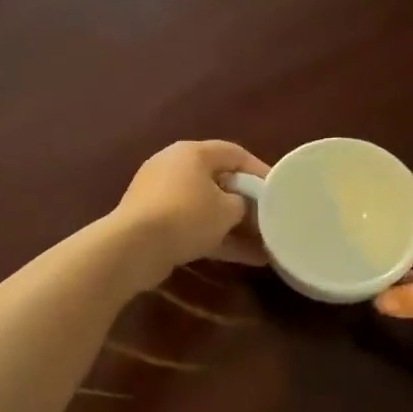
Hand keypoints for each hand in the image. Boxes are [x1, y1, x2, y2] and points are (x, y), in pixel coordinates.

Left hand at [111, 140, 270, 284]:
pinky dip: (216, 239)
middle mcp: (174, 167)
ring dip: (235, 227)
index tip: (279, 190)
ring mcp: (161, 196)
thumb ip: (242, 204)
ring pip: (207, 208)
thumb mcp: (227, 209)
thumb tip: (240, 207)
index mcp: (192, 153)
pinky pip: (193, 226)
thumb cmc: (187, 215)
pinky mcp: (154, 222)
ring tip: (264, 246)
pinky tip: (245, 258)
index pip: (234, 153)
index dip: (260, 170)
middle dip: (246, 203)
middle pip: (219, 181)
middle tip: (269, 219)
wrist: (134, 246)